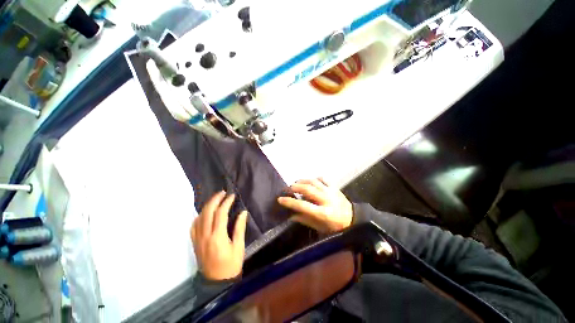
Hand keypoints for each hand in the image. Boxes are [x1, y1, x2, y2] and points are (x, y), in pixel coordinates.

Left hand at [191, 191, 247, 280]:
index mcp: (217, 237)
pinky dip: (199, 216)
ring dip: (207, 206)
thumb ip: (240, 228)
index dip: (226, 202)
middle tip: (222, 192)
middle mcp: (205, 236)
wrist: (216, 283)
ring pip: (199, 217)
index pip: (220, 214)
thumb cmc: (231, 265)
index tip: (232, 196)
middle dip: (215, 199)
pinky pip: (194, 226)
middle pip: (207, 212)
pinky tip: (205, 213)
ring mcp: (198, 239)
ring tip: (215, 199)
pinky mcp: (195, 243)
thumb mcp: (239, 247)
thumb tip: (243, 212)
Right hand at [277, 178, 352, 232]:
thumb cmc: (335, 227)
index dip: (290, 202)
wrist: (353, 220)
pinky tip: (310, 181)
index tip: (280, 199)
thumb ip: (304, 219)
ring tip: (296, 183)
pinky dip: (314, 178)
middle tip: (287, 189)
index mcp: (322, 213)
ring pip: (313, 181)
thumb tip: (290, 215)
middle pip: (307, 189)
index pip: (302, 205)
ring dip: (302, 181)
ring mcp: (331, 191)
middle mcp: (326, 199)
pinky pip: (323, 178)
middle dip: (295, 187)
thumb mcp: (319, 227)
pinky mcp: (334, 187)